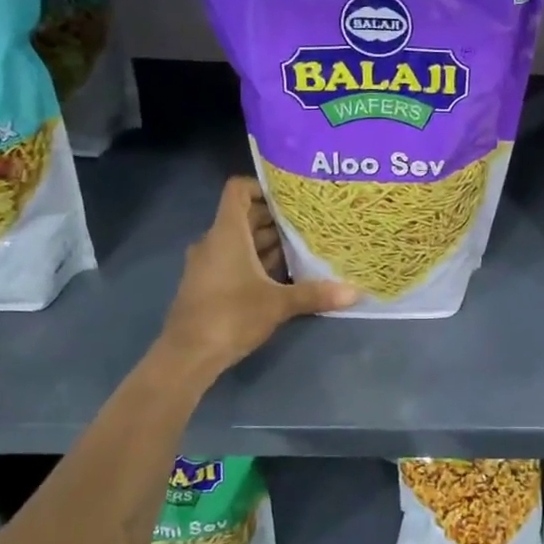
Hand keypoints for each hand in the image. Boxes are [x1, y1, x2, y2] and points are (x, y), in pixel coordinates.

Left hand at [159, 177, 357, 375]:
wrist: (187, 356)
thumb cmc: (230, 316)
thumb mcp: (278, 304)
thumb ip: (315, 294)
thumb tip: (356, 292)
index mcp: (227, 233)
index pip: (238, 190)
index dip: (262, 186)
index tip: (291, 196)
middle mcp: (214, 242)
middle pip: (245, 216)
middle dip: (276, 218)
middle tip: (310, 221)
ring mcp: (209, 264)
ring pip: (242, 241)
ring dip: (269, 242)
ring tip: (305, 245)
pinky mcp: (209, 285)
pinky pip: (235, 261)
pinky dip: (258, 261)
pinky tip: (285, 275)